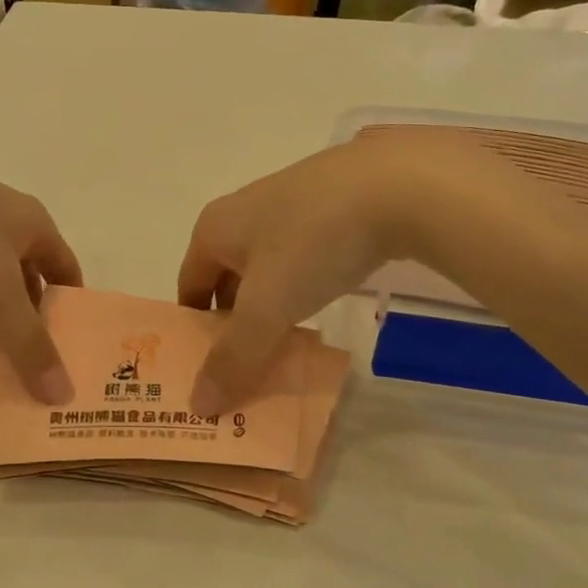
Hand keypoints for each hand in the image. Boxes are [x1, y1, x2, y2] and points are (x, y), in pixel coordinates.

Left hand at [0, 142, 80, 403]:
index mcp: (32, 222)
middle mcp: (3, 221)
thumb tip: (61, 393)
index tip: (73, 345)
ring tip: (3, 353)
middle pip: (30, 274)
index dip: (72, 304)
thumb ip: (28, 339)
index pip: (66, 266)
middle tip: (38, 357)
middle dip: (34, 315)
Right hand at [178, 132, 545, 413]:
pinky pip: (302, 257)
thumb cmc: (313, 243)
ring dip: (269, 307)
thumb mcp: (267, 308)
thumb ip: (234, 358)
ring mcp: (290, 204)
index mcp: (214, 229)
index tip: (207, 371)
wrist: (399, 183)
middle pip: (226, 279)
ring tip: (284, 345)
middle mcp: (243, 212)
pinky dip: (302, 287)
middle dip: (233, 323)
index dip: (193, 331)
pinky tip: (322, 306)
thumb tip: (198, 405)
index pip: (189, 288)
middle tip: (245, 368)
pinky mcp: (331, 205)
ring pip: (267, 269)